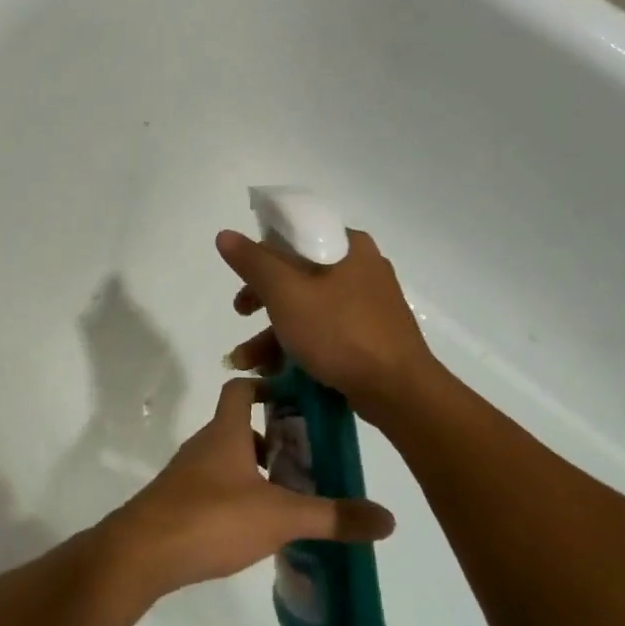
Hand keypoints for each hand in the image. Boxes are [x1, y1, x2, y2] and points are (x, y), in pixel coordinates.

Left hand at [103, 378, 394, 595]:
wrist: (142, 553)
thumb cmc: (212, 517)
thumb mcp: (281, 517)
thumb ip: (333, 517)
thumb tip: (388, 519)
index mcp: (226, 432)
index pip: (241, 388)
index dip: (266, 385)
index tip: (297, 400)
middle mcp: (204, 444)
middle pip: (238, 425)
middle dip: (273, 436)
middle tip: (308, 459)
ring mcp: (187, 474)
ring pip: (227, 457)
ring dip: (256, 469)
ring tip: (290, 496)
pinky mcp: (177, 502)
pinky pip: (213, 485)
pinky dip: (237, 493)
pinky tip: (256, 526)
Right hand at [217, 228, 436, 417]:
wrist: (399, 391)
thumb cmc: (340, 332)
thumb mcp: (287, 293)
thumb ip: (254, 263)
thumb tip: (225, 235)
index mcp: (348, 246)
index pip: (295, 234)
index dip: (262, 254)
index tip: (243, 279)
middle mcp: (362, 267)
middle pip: (298, 273)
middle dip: (262, 300)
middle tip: (240, 314)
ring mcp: (369, 304)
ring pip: (309, 307)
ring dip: (273, 332)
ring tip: (246, 361)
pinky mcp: (372, 336)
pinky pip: (325, 331)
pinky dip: (298, 345)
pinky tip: (274, 372)